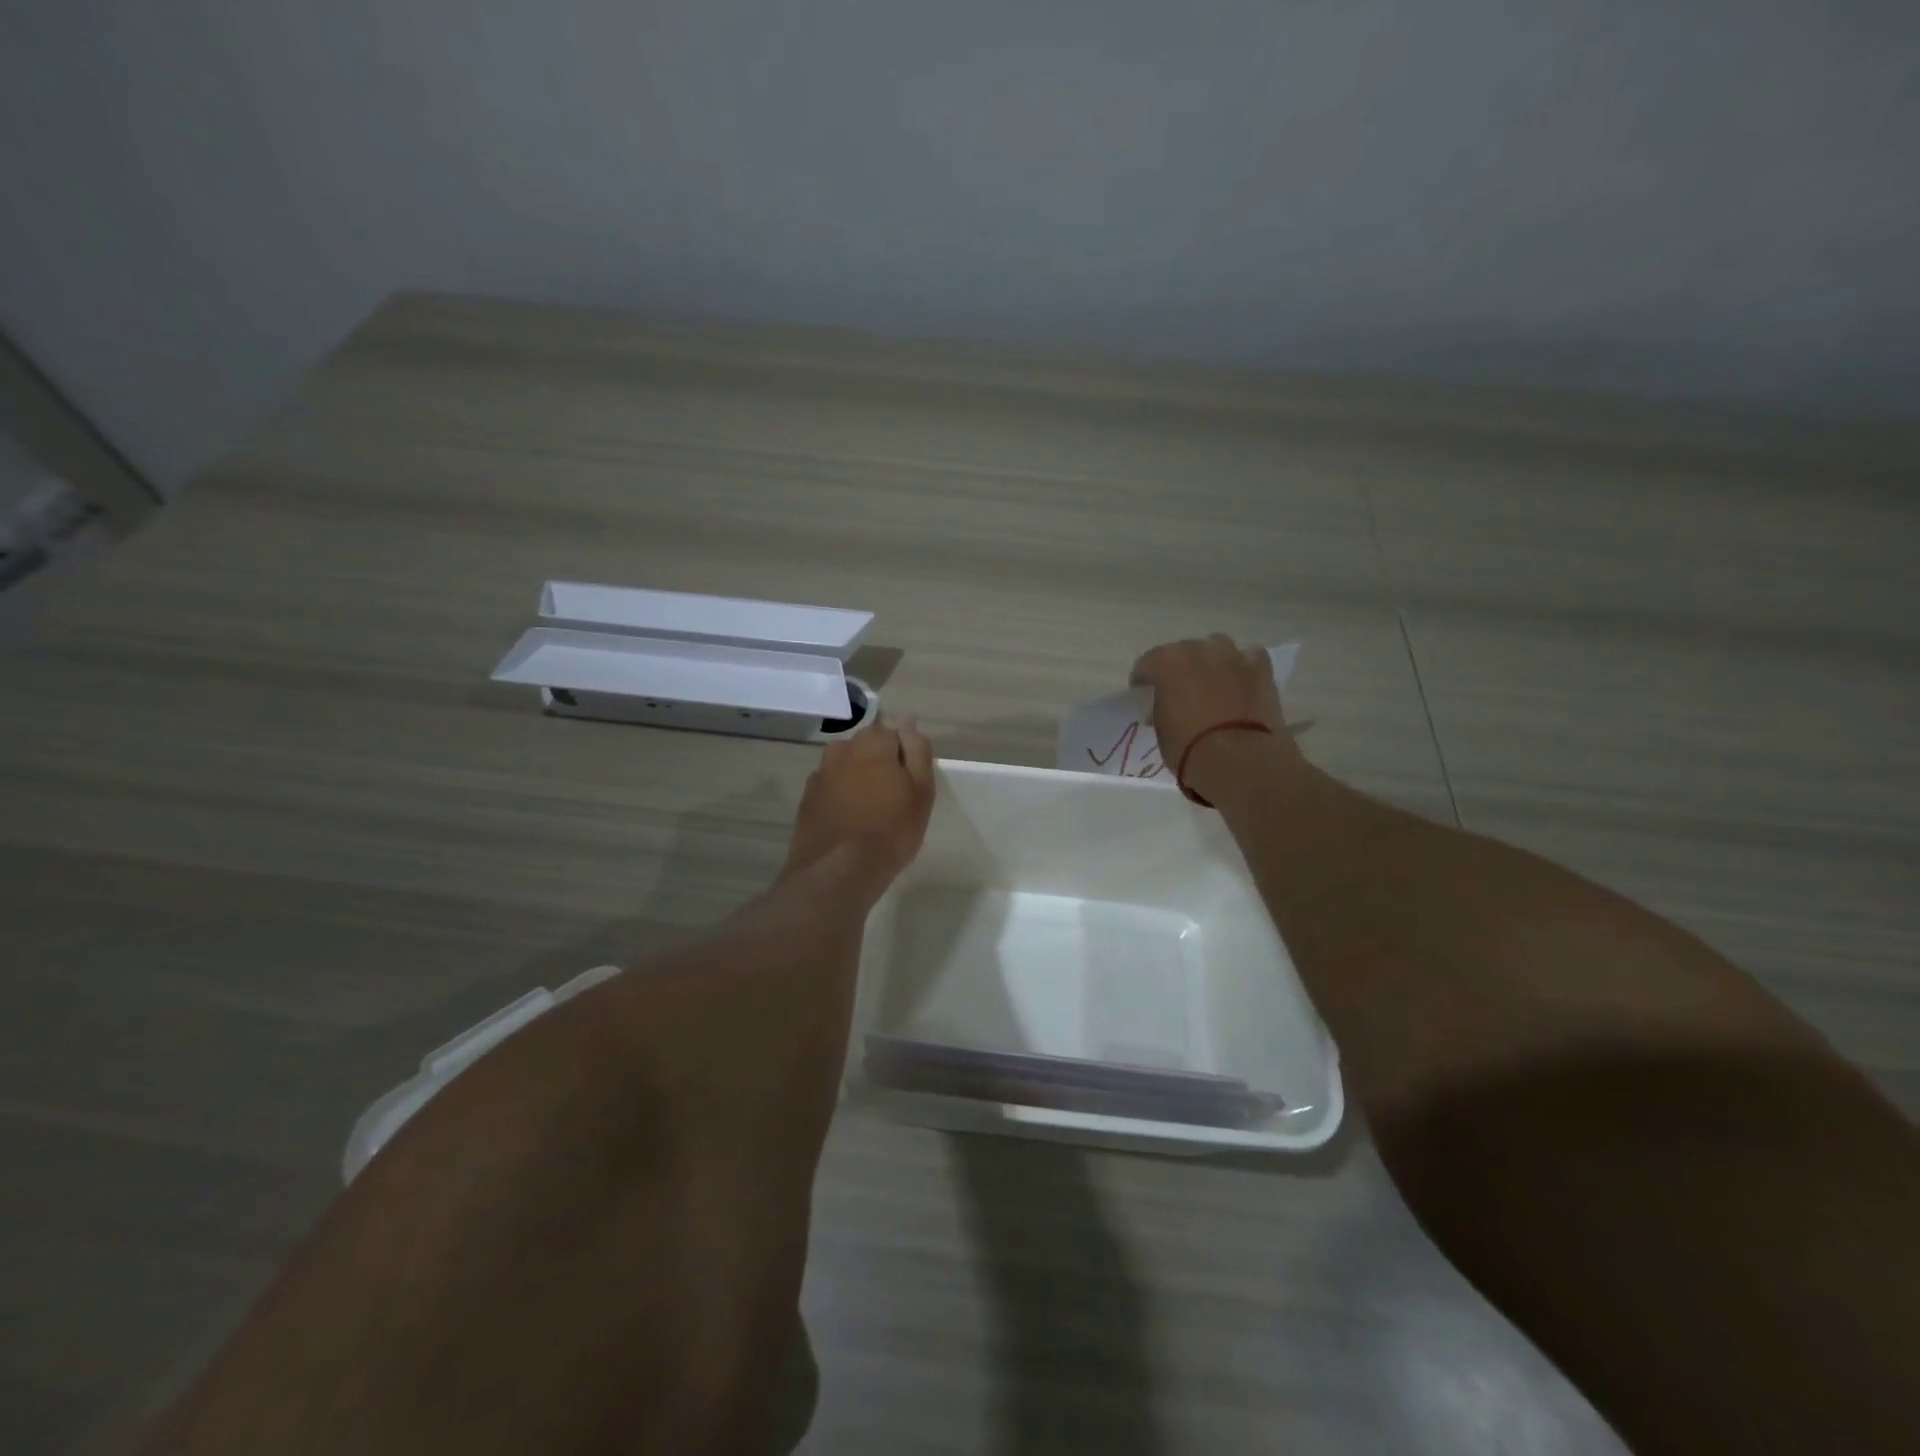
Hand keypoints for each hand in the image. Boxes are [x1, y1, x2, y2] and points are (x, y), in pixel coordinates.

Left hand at [784, 718, 935, 893]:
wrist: (838, 871)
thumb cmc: (891, 830)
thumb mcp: (921, 790)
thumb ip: (917, 750)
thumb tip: (909, 721)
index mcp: (872, 742)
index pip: (895, 736)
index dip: (904, 760)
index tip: (910, 786)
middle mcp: (841, 749)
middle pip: (867, 750)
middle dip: (879, 767)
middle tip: (892, 802)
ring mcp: (819, 774)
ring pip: (847, 770)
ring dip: (858, 783)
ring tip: (870, 816)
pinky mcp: (806, 799)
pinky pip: (831, 791)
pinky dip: (840, 800)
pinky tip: (849, 824)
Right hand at [1130, 635, 1292, 786]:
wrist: (1238, 758)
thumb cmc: (1188, 747)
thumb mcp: (1161, 728)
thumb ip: (1161, 707)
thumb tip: (1168, 704)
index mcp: (1166, 662)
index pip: (1147, 664)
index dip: (1144, 680)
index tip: (1144, 695)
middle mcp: (1198, 649)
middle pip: (1183, 652)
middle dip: (1179, 669)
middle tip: (1180, 692)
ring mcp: (1232, 655)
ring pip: (1216, 648)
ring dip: (1211, 663)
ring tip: (1211, 685)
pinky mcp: (1261, 668)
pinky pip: (1248, 657)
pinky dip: (1242, 667)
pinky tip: (1240, 682)